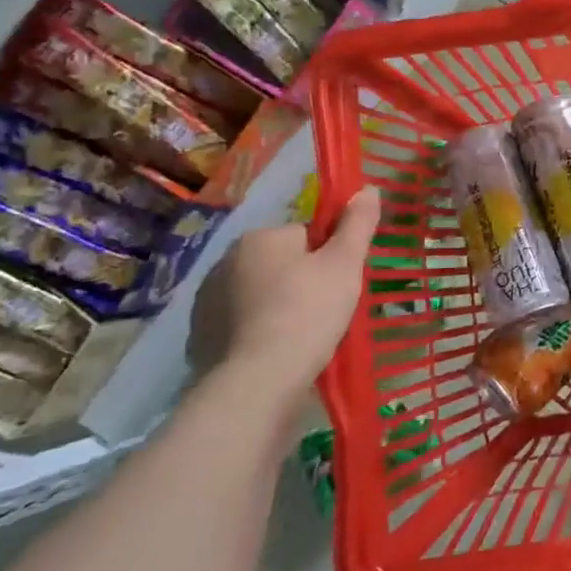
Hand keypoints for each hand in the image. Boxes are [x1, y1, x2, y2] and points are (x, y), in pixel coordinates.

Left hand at [187, 187, 382, 402]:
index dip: (329, 258)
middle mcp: (226, 261)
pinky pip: (241, 325)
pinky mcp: (200, 337)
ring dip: (280, 307)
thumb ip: (357, 224)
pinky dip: (259, 333)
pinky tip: (276, 353)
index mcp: (260, 238)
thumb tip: (369, 188)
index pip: (306, 235)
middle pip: (282, 264)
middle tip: (327, 311)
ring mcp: (207, 301)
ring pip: (261, 294)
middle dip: (303, 282)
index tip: (340, 284)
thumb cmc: (308, 312)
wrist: (258, 382)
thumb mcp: (345, 264)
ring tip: (303, 337)